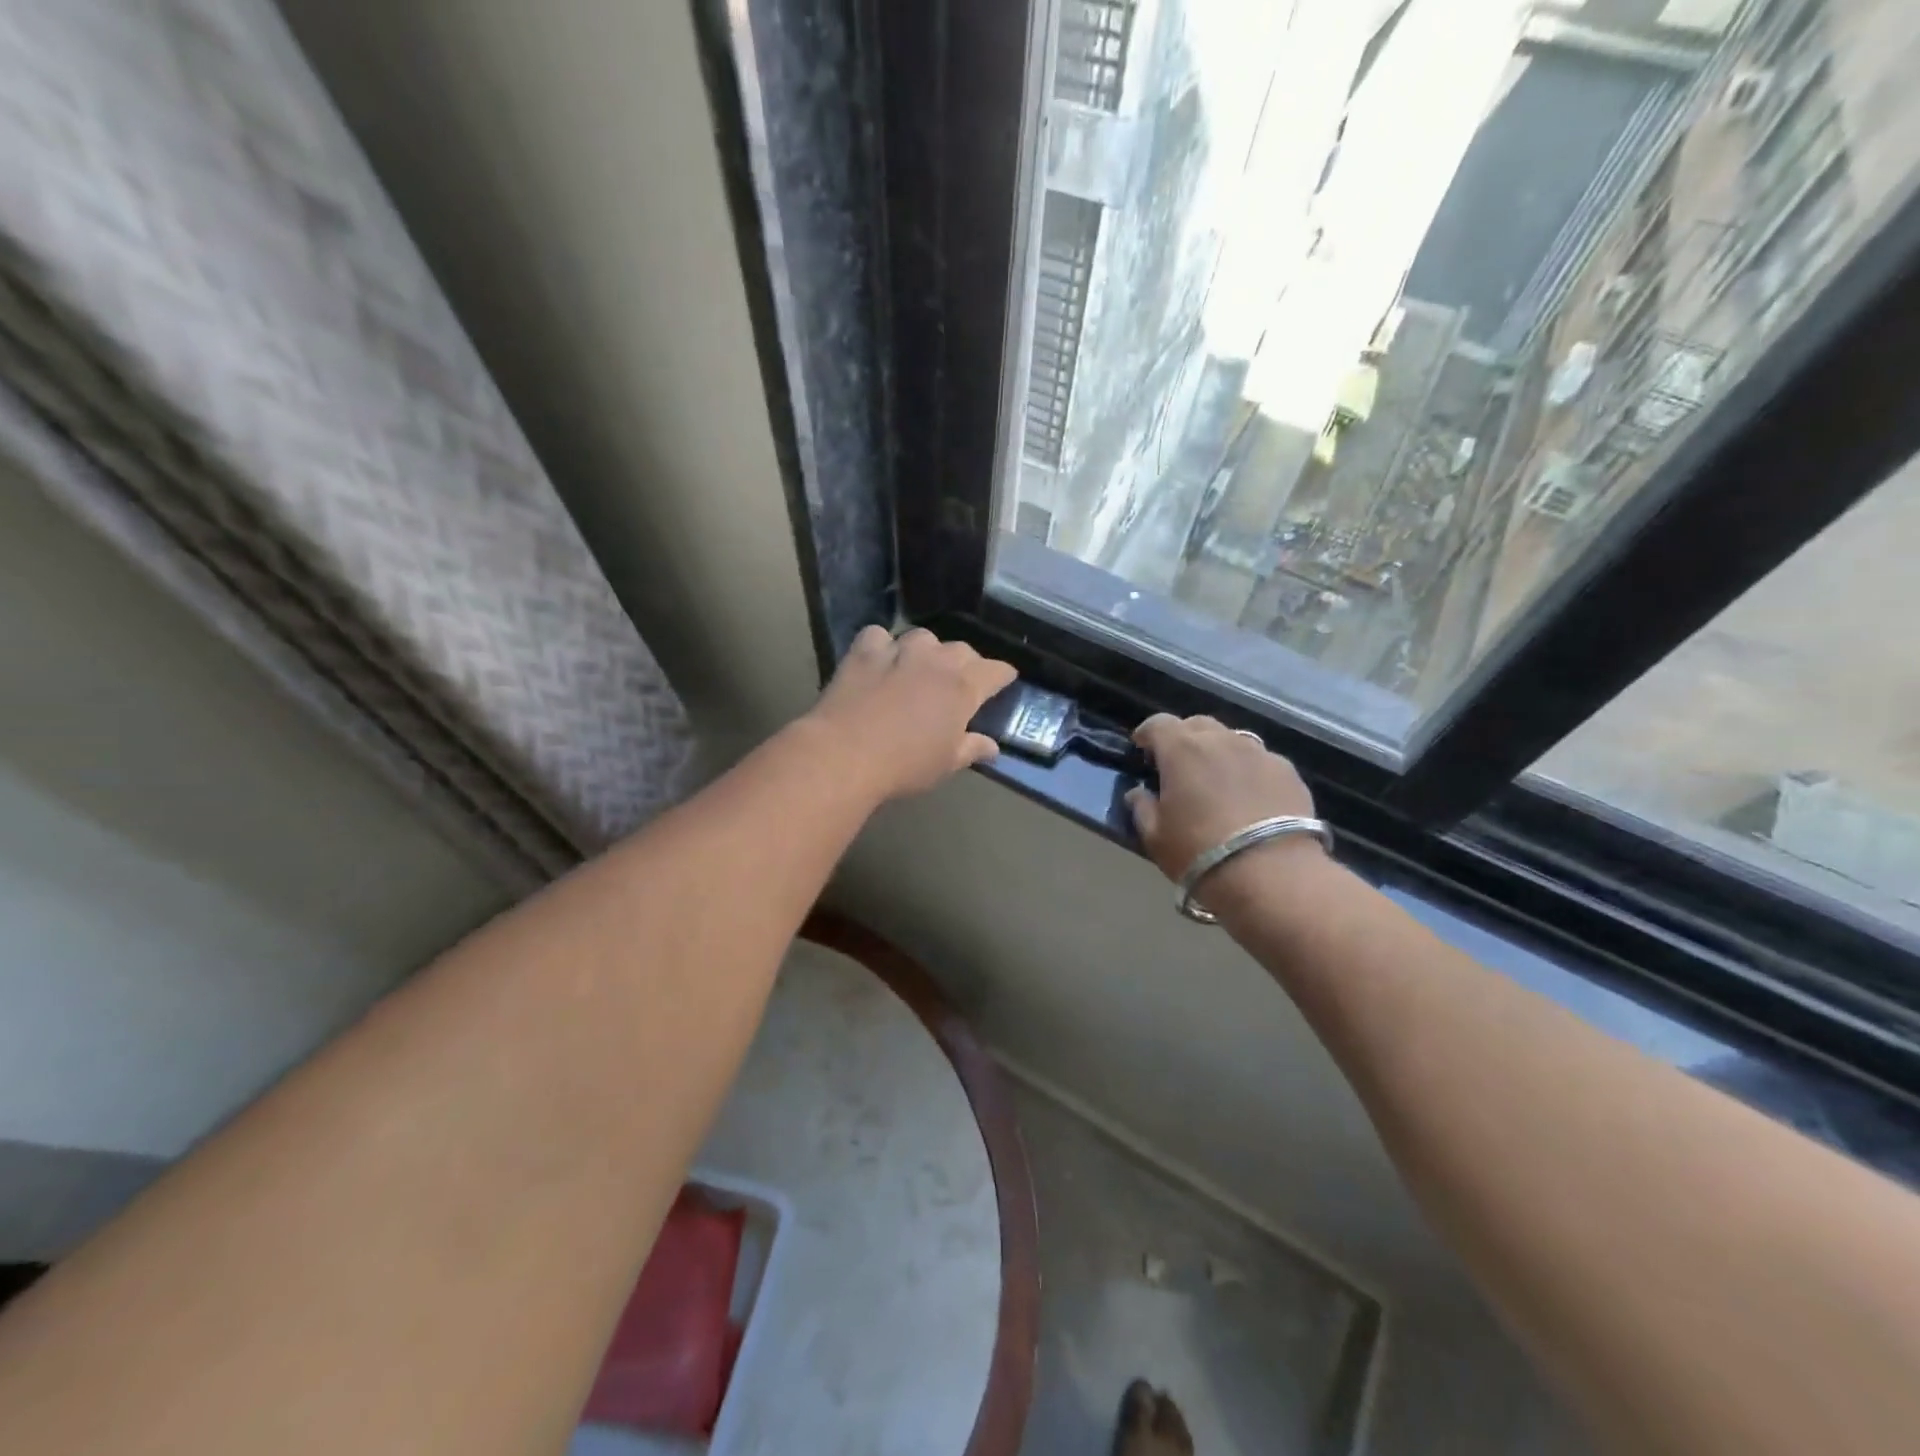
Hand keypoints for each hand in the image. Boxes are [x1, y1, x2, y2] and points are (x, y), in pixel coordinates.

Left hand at [806, 626, 1018, 800]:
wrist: (845, 753)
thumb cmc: (905, 764)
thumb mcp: (946, 764)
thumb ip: (972, 749)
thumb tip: (992, 746)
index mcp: (964, 687)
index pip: (996, 670)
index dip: (1003, 675)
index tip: (1004, 681)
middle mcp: (936, 660)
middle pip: (962, 650)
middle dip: (967, 662)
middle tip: (961, 681)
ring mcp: (899, 650)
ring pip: (924, 638)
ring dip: (928, 650)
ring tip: (921, 667)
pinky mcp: (864, 650)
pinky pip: (879, 636)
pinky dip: (883, 645)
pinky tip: (880, 660)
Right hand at [1126, 715, 1320, 882]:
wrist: (1272, 876)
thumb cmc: (1200, 854)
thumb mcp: (1155, 837)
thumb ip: (1142, 808)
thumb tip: (1139, 794)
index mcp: (1182, 750)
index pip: (1158, 723)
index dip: (1147, 733)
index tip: (1141, 749)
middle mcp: (1221, 740)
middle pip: (1197, 725)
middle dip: (1184, 739)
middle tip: (1178, 766)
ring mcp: (1260, 753)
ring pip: (1232, 739)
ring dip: (1218, 752)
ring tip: (1216, 781)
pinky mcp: (1289, 772)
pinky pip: (1260, 761)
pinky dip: (1248, 771)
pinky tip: (1249, 797)